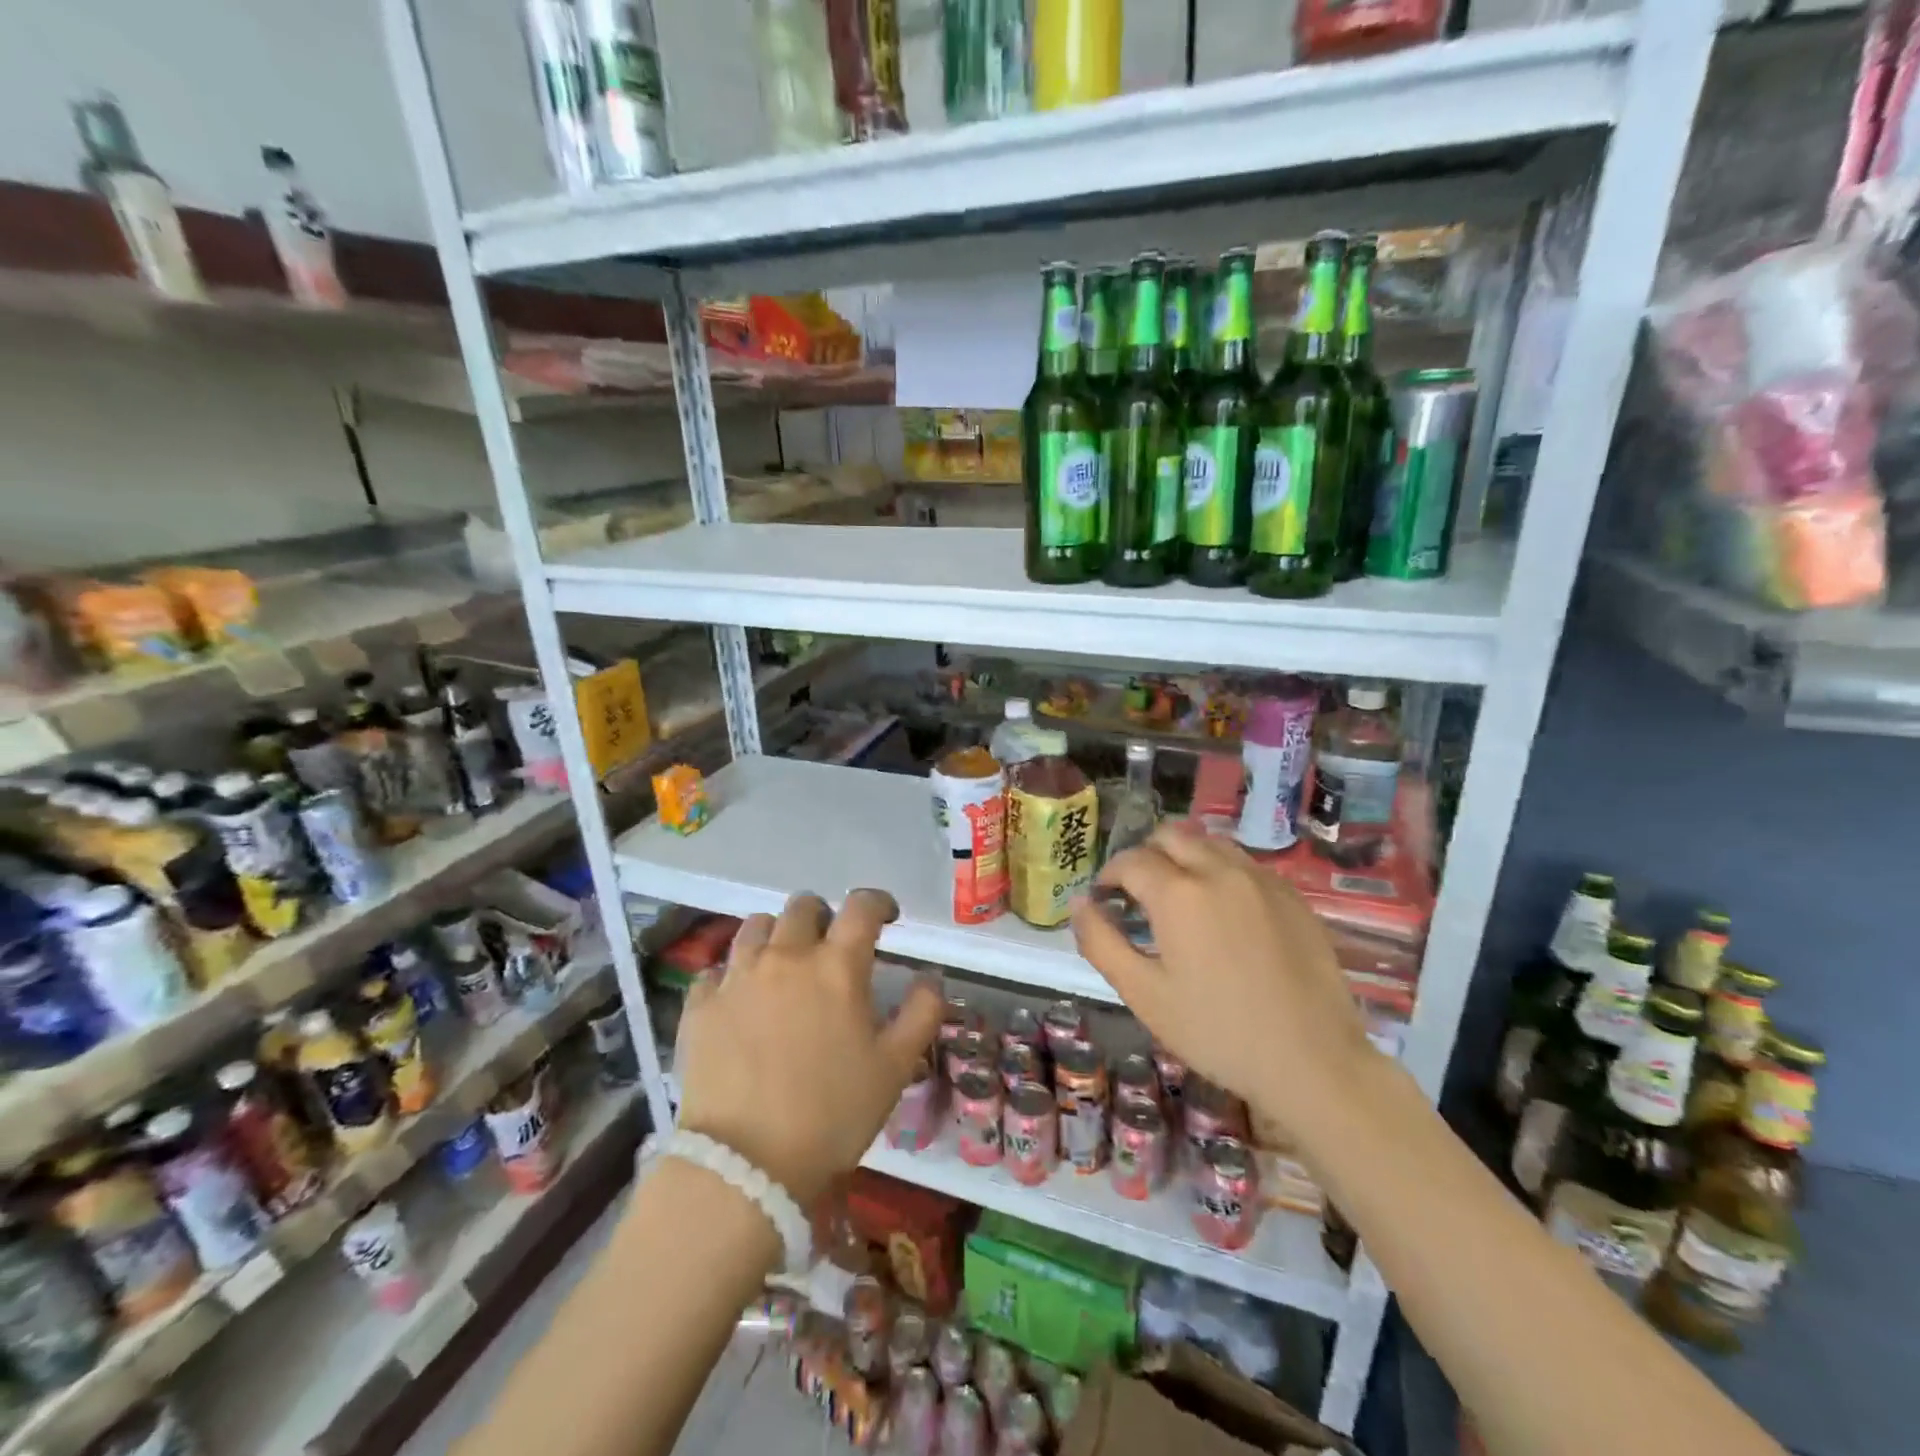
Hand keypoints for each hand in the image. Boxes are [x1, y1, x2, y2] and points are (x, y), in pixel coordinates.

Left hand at [674, 889, 942, 1205]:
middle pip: (804, 906)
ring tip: (783, 964)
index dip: (878, 902)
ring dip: (777, 935)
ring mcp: (737, 976)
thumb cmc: (832, 1114)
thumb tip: (931, 977)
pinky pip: (717, 969)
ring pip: (756, 926)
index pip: (862, 906)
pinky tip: (741, 1000)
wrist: (746, 1165)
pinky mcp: (701, 1004)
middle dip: (824, 916)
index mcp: (837, 965)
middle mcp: (786, 955)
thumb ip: (922, 1012)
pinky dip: (733, 974)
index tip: (886, 917)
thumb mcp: (895, 1067)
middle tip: (831, 946)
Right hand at [1071, 823, 1378, 1141]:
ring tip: (1181, 898)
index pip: (1130, 860)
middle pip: (1171, 835)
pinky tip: (1225, 913)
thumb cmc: (1216, 1033)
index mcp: (1178, 893)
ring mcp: (1261, 879)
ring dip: (1185, 857)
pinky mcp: (1292, 895)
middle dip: (1146, 856)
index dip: (1109, 876)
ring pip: (1210, 842)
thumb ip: (1101, 942)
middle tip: (1139, 895)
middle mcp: (1219, 870)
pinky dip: (1221, 872)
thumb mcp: (1143, 994)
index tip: (1105, 900)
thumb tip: (1079, 903)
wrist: (1313, 1061)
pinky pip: (1245, 864)